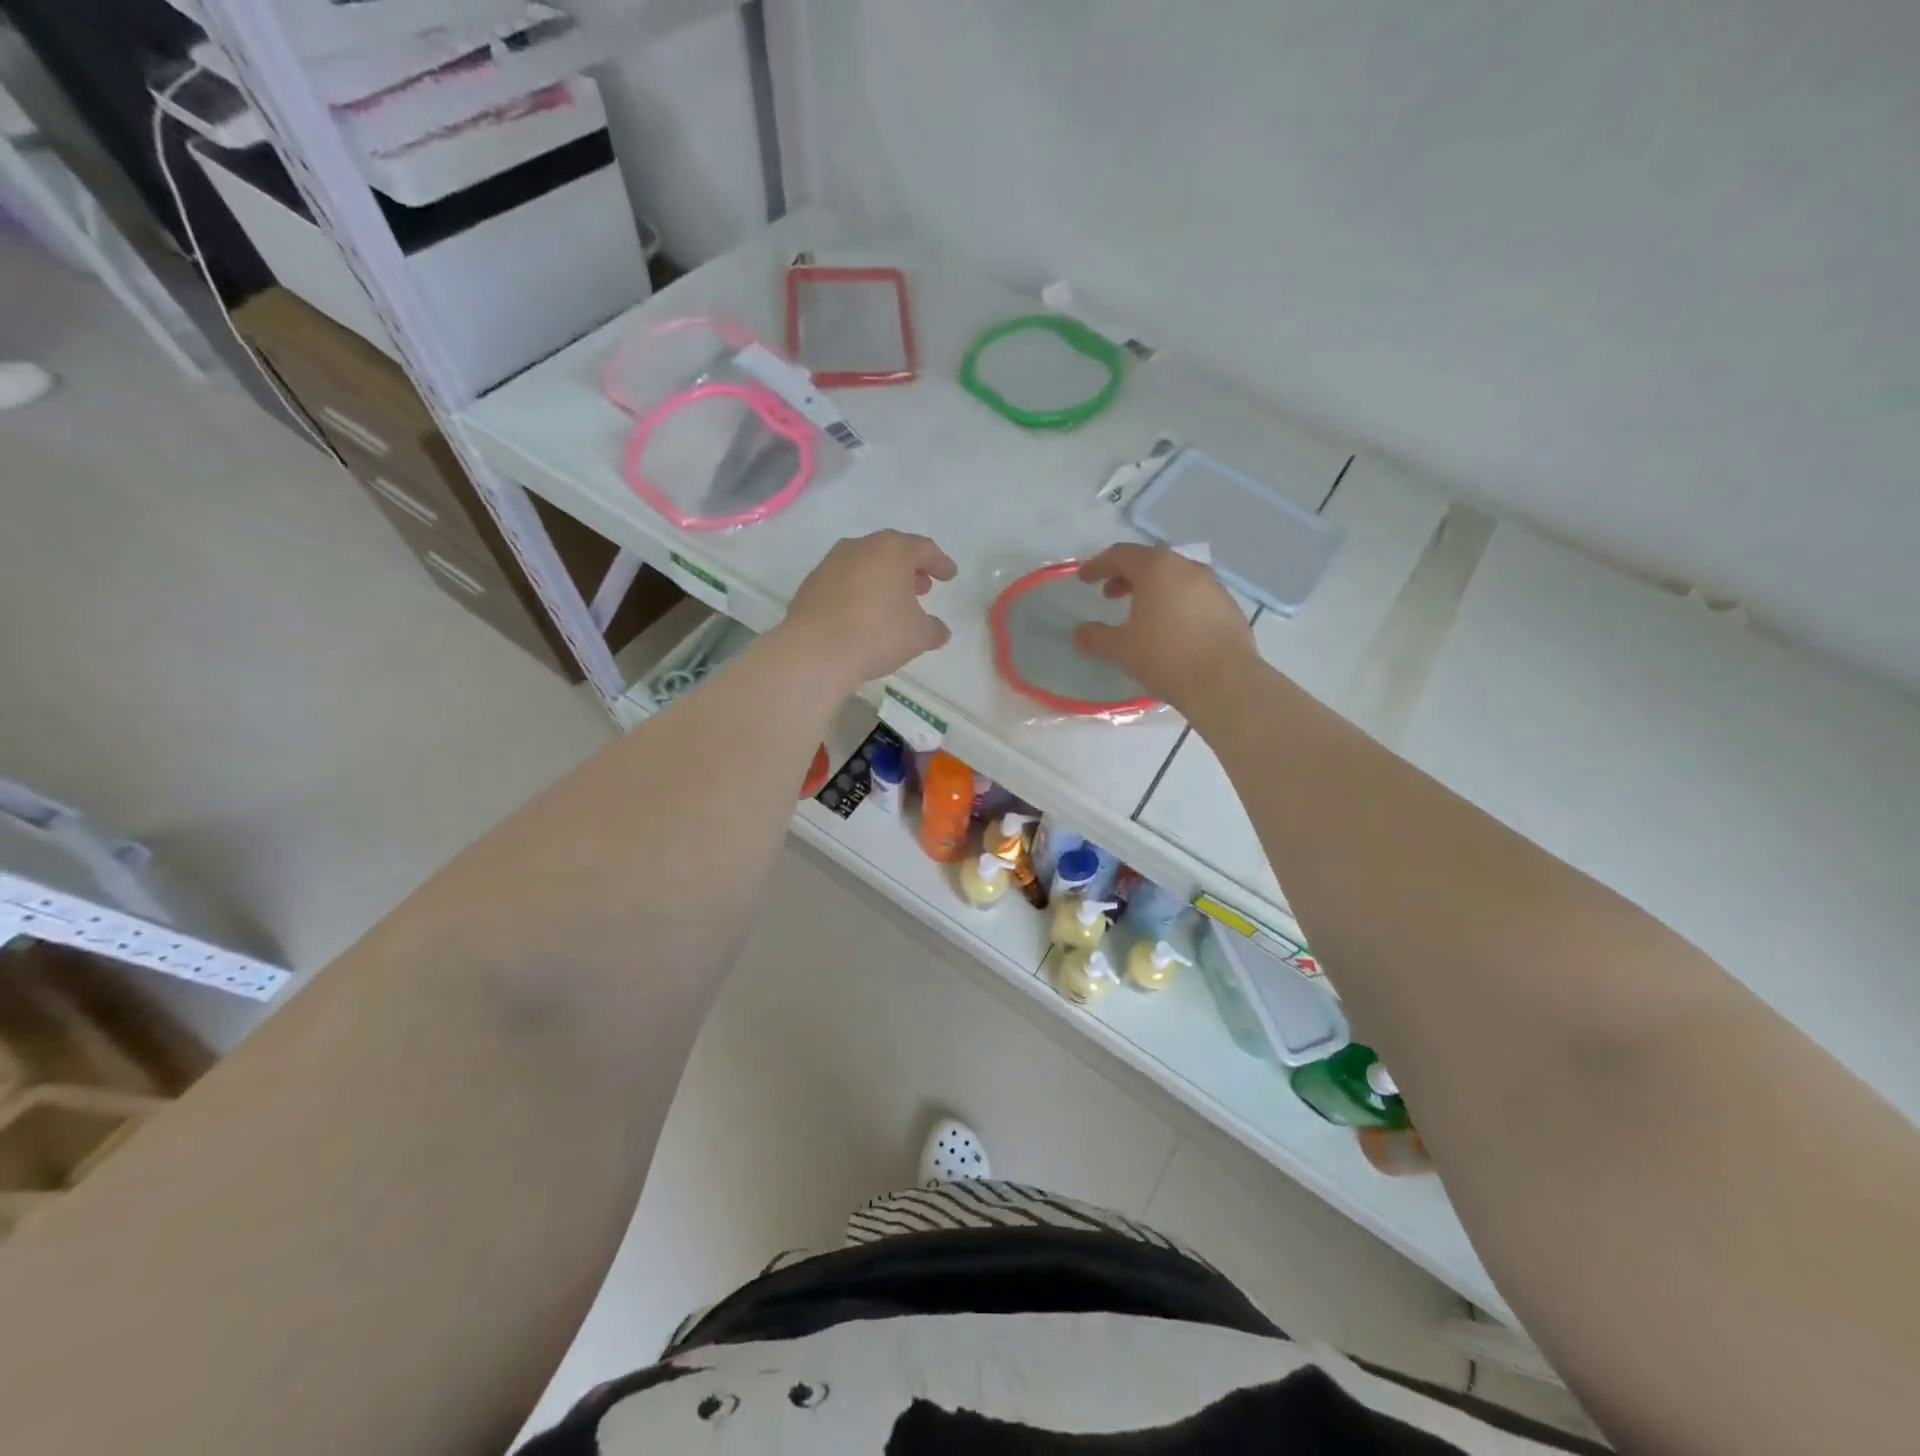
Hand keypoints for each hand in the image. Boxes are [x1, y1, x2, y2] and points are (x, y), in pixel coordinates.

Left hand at [781, 530, 956, 689]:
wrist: (815, 651)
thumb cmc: (877, 633)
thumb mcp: (918, 635)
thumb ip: (933, 629)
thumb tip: (938, 630)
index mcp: (892, 549)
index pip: (923, 548)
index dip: (940, 563)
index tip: (950, 575)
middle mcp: (860, 547)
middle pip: (891, 552)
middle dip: (909, 569)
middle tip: (922, 587)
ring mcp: (831, 564)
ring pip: (865, 565)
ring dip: (882, 580)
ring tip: (892, 602)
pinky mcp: (811, 585)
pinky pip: (844, 583)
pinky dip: (858, 592)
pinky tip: (863, 615)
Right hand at [1074, 544, 1255, 708]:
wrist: (1224, 682)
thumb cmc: (1165, 657)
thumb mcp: (1121, 649)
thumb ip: (1096, 637)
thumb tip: (1079, 632)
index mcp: (1156, 568)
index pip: (1120, 555)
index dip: (1098, 565)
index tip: (1084, 579)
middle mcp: (1186, 567)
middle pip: (1150, 561)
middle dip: (1126, 575)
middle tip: (1110, 595)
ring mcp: (1212, 585)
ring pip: (1175, 576)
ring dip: (1153, 588)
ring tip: (1141, 612)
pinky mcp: (1228, 605)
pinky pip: (1194, 594)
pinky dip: (1175, 601)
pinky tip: (1171, 626)